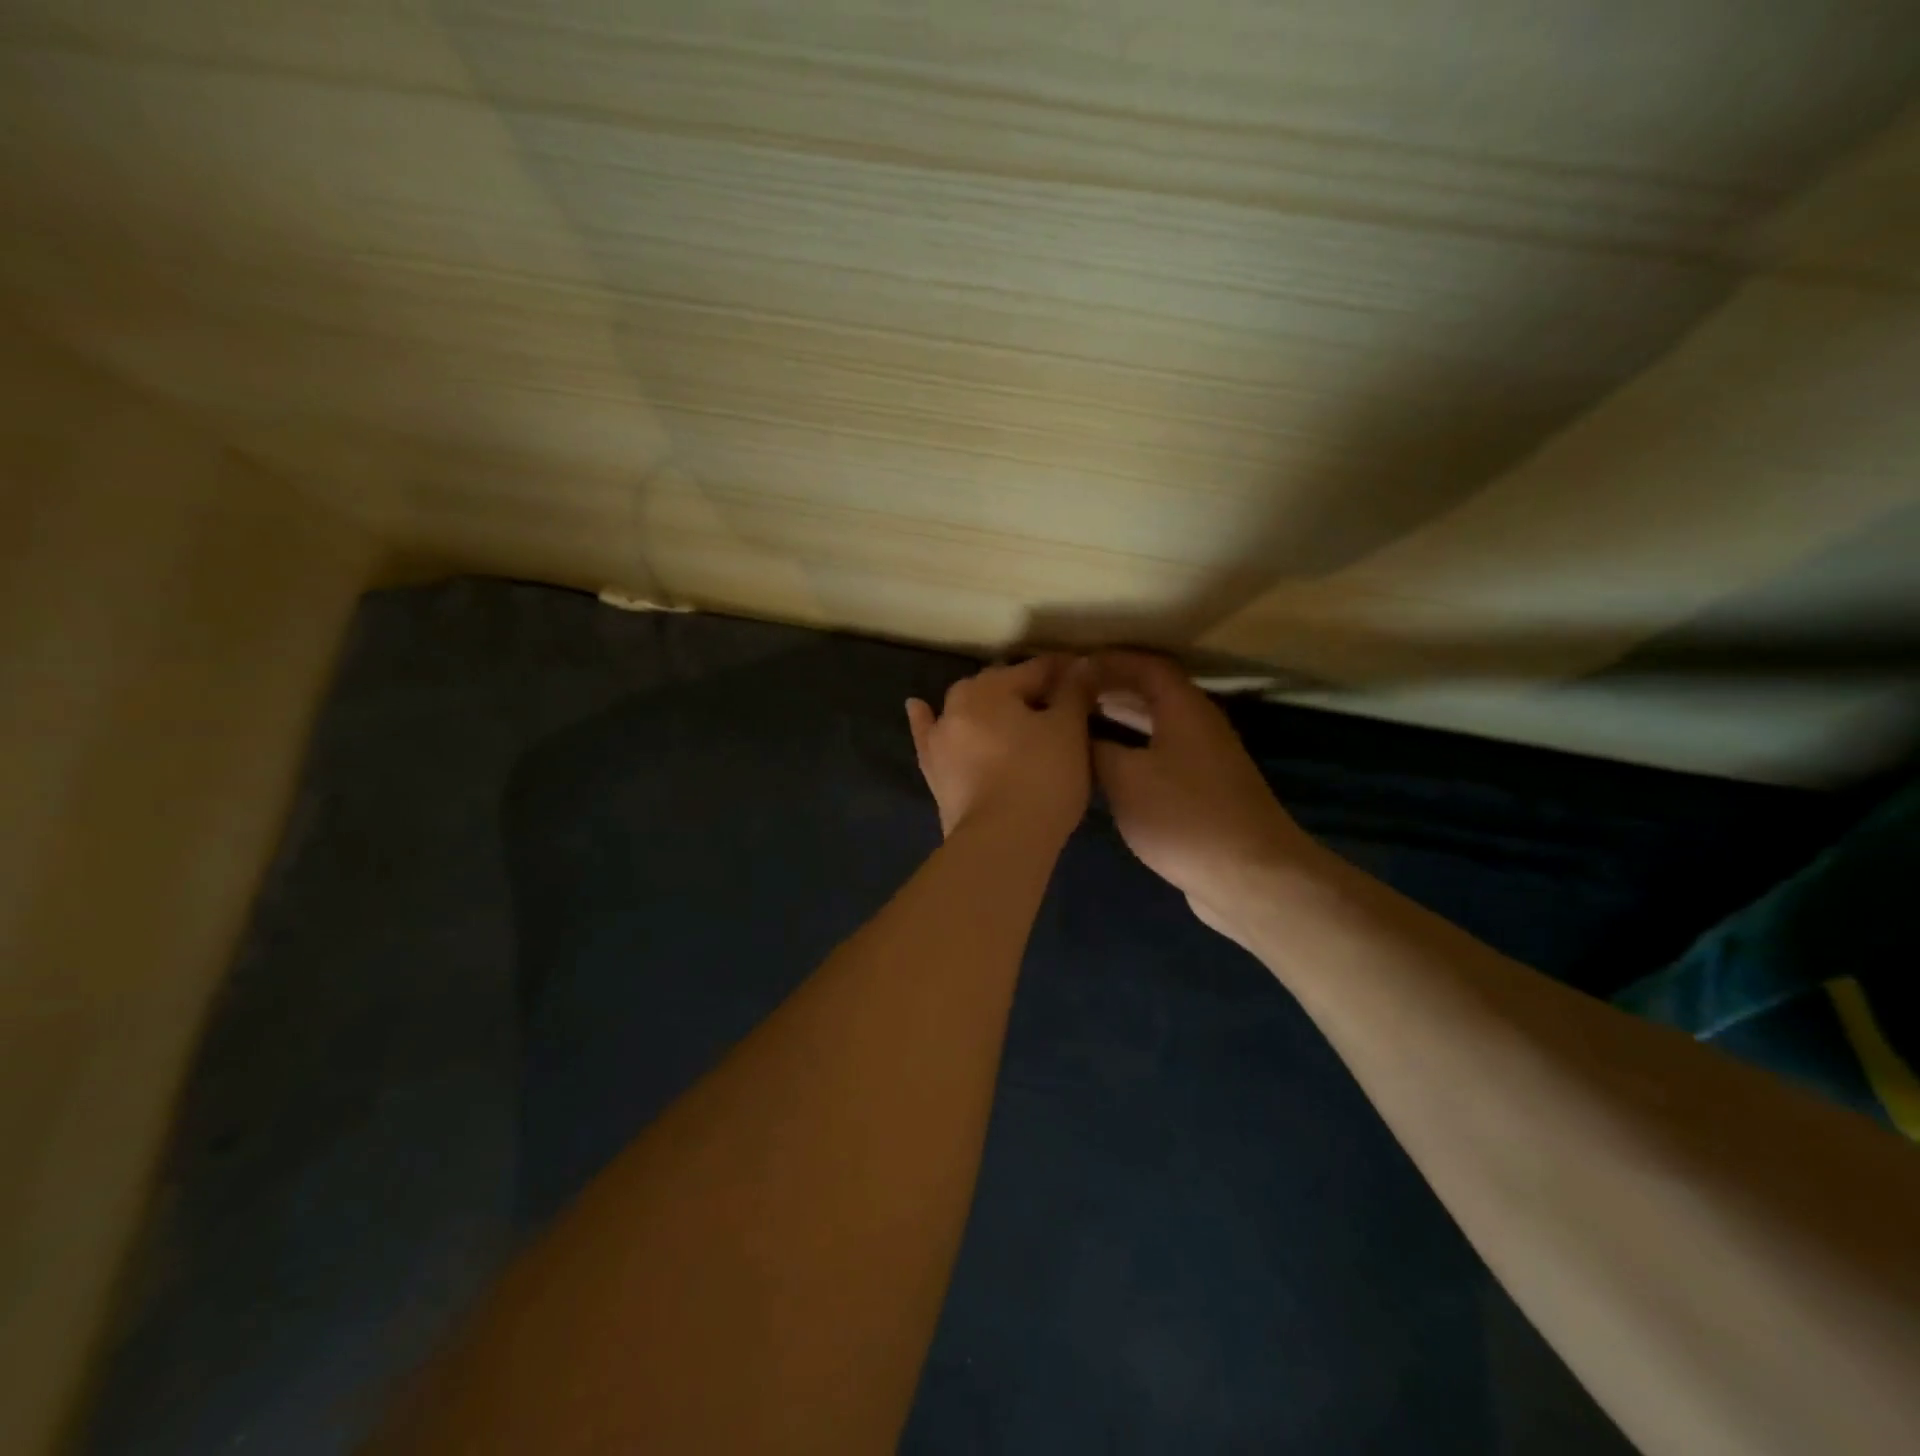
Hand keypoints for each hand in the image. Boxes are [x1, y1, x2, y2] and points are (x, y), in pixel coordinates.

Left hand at [907, 655, 1096, 840]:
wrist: (1001, 840)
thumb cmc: (1042, 778)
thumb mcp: (1069, 730)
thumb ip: (1074, 691)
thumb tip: (1080, 664)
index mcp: (992, 686)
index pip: (1037, 669)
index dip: (1066, 672)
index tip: (1088, 680)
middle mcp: (958, 702)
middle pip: (1001, 687)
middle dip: (1028, 691)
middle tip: (1059, 707)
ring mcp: (940, 737)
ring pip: (968, 710)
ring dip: (989, 709)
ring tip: (1011, 716)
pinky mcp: (932, 770)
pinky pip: (929, 735)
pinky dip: (927, 720)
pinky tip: (918, 707)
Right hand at [1090, 652, 1324, 939]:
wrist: (1249, 876)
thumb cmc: (1183, 816)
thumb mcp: (1125, 778)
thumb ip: (1096, 749)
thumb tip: (1077, 734)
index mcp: (1184, 708)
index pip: (1145, 666)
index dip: (1108, 661)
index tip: (1071, 668)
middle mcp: (1199, 725)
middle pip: (1153, 692)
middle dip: (1111, 688)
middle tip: (1069, 695)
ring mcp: (1205, 760)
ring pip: (1157, 726)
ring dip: (1121, 720)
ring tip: (1080, 724)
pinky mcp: (1204, 793)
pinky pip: (1161, 756)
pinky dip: (1132, 751)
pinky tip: (1107, 770)